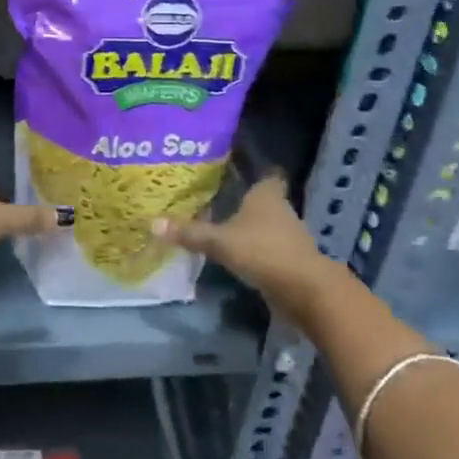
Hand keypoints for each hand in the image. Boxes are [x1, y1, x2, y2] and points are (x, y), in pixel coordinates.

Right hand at [153, 174, 340, 323]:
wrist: (306, 291)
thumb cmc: (263, 251)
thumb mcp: (220, 241)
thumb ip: (189, 233)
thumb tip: (152, 223)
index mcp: (266, 194)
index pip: (266, 172)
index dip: (254, 168)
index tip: (235, 167)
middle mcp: (280, 209)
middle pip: (262, 198)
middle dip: (243, 198)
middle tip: (215, 196)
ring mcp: (288, 235)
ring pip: (265, 223)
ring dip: (249, 226)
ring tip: (220, 224)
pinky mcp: (291, 259)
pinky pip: (268, 246)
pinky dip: (255, 248)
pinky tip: (235, 253)